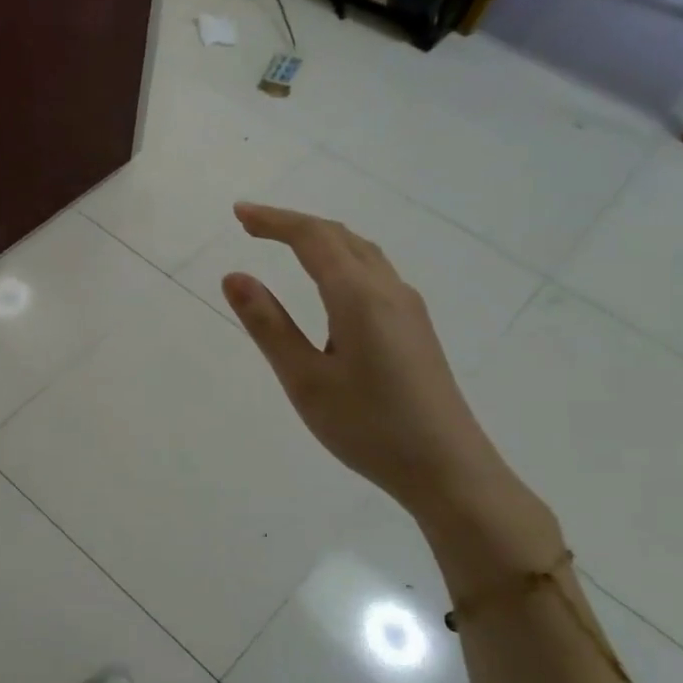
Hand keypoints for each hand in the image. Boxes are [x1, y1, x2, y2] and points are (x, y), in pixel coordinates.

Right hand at [220, 202, 501, 516]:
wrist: (448, 469)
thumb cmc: (368, 427)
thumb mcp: (305, 379)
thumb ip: (268, 325)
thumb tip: (234, 276)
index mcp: (358, 296)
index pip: (312, 238)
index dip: (273, 220)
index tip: (238, 213)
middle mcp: (388, 290)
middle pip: (339, 237)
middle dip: (294, 224)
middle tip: (252, 224)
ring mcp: (408, 308)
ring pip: (362, 252)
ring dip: (321, 238)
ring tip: (285, 243)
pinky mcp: (415, 328)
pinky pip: (374, 272)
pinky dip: (341, 258)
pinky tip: (330, 282)